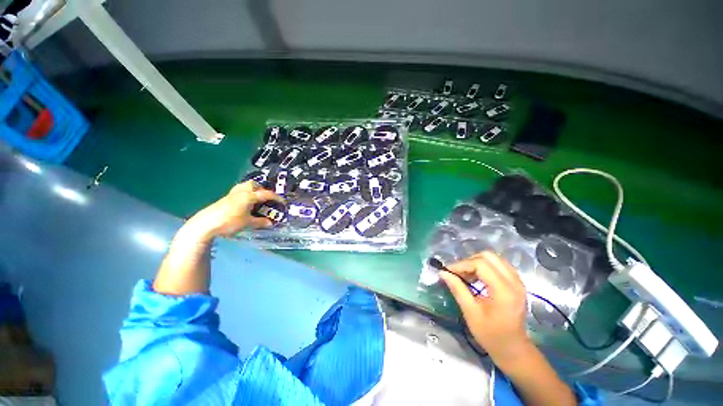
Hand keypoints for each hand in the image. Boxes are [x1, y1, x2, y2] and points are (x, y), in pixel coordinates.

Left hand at [188, 181, 283, 238]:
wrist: (205, 224)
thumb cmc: (229, 222)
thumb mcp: (248, 223)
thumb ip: (260, 222)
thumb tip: (271, 223)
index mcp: (249, 196)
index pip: (267, 194)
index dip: (277, 198)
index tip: (284, 203)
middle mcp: (241, 192)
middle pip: (254, 184)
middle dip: (263, 190)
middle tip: (267, 199)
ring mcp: (232, 194)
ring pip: (245, 186)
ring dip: (253, 190)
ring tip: (257, 200)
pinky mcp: (225, 198)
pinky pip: (239, 191)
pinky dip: (246, 194)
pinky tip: (245, 203)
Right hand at [439, 251, 530, 363]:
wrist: (513, 349)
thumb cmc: (491, 334)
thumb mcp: (471, 313)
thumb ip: (457, 289)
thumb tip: (443, 273)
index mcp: (504, 291)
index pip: (480, 264)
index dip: (462, 264)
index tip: (448, 271)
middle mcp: (514, 282)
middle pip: (488, 256)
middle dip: (469, 261)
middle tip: (458, 273)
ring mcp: (518, 281)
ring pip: (494, 258)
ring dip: (477, 263)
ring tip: (466, 275)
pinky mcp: (517, 283)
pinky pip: (499, 265)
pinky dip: (485, 267)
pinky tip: (477, 277)